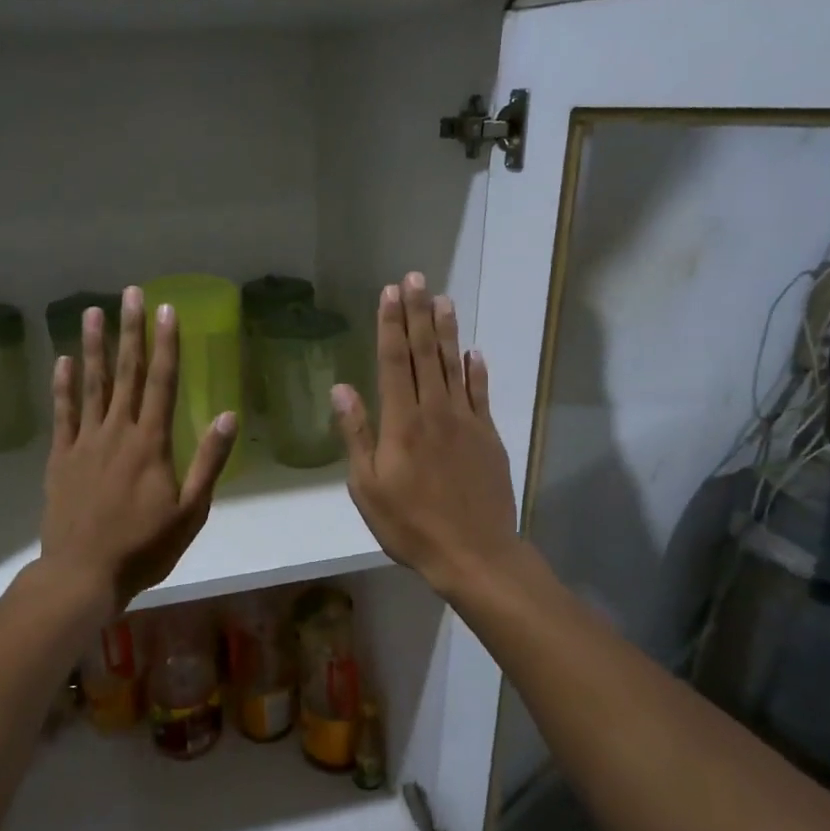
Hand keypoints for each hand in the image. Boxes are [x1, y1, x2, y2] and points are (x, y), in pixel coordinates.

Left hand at [40, 286, 237, 610]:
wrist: (83, 573)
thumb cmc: (144, 547)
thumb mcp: (191, 511)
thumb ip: (209, 461)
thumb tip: (228, 415)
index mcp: (151, 443)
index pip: (161, 383)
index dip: (166, 345)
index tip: (167, 310)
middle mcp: (117, 432)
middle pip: (126, 373)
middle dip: (131, 332)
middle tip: (131, 294)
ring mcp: (84, 442)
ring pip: (91, 385)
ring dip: (94, 347)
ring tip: (92, 312)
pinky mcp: (61, 458)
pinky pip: (63, 414)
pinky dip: (64, 386)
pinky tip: (64, 362)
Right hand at [333, 274, 520, 597]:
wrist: (473, 552)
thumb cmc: (410, 525)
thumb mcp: (367, 487)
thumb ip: (356, 435)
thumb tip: (341, 389)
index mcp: (401, 422)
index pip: (394, 362)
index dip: (390, 325)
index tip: (389, 293)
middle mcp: (435, 411)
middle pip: (425, 353)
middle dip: (418, 313)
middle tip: (415, 278)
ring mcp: (466, 421)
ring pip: (454, 366)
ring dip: (446, 331)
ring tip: (442, 299)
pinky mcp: (488, 436)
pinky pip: (481, 394)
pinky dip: (476, 370)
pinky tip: (474, 352)